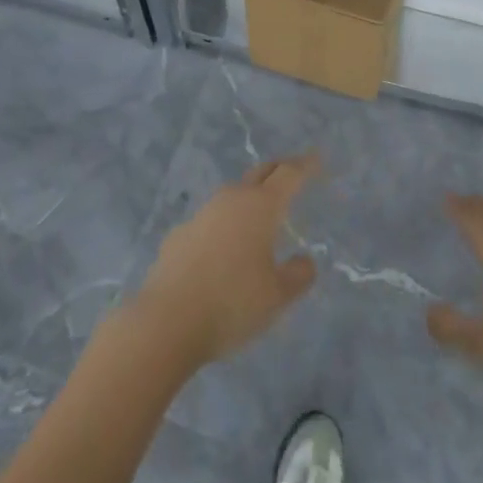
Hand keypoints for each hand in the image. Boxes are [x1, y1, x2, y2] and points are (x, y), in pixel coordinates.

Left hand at [133, 154, 320, 368]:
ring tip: (260, 214)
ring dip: (249, 198)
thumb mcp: (276, 297)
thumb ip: (297, 276)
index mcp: (261, 207)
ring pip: (233, 196)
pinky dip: (224, 225)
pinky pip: (210, 221)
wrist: (165, 322)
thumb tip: (305, 261)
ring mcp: (202, 214)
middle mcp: (231, 199)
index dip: (305, 165)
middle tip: (292, 173)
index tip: (317, 159)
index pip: (289, 174)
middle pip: (260, 174)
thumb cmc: (231, 304)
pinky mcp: (179, 234)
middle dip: (278, 170)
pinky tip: (223, 249)